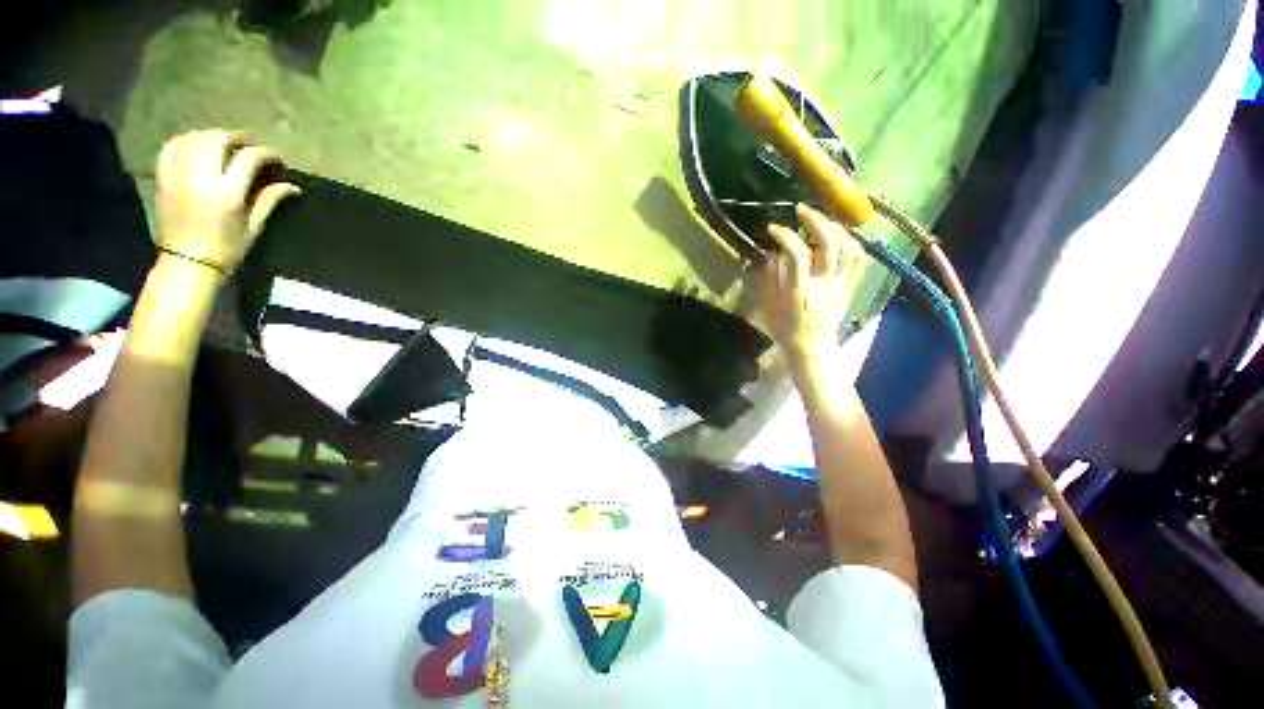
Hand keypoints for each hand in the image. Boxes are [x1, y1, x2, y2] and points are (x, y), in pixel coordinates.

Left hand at [155, 130, 299, 272]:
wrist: (187, 262)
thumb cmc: (227, 248)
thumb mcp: (254, 226)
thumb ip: (269, 199)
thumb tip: (293, 186)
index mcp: (227, 192)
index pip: (250, 158)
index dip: (267, 155)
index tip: (278, 162)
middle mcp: (201, 178)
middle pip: (219, 139)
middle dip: (239, 138)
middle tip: (252, 146)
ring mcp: (178, 175)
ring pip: (195, 138)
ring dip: (214, 136)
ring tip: (227, 145)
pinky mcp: (164, 177)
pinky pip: (173, 146)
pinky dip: (188, 140)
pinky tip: (198, 146)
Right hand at [757, 204, 865, 364]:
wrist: (811, 347)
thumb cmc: (785, 328)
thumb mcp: (770, 306)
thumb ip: (772, 278)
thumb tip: (774, 253)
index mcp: (800, 292)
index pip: (798, 256)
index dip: (787, 237)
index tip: (774, 228)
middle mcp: (825, 286)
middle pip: (829, 245)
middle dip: (816, 221)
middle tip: (802, 210)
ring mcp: (842, 286)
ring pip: (850, 249)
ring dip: (836, 228)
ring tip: (822, 220)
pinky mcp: (851, 288)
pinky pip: (860, 260)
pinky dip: (852, 242)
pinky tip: (840, 235)